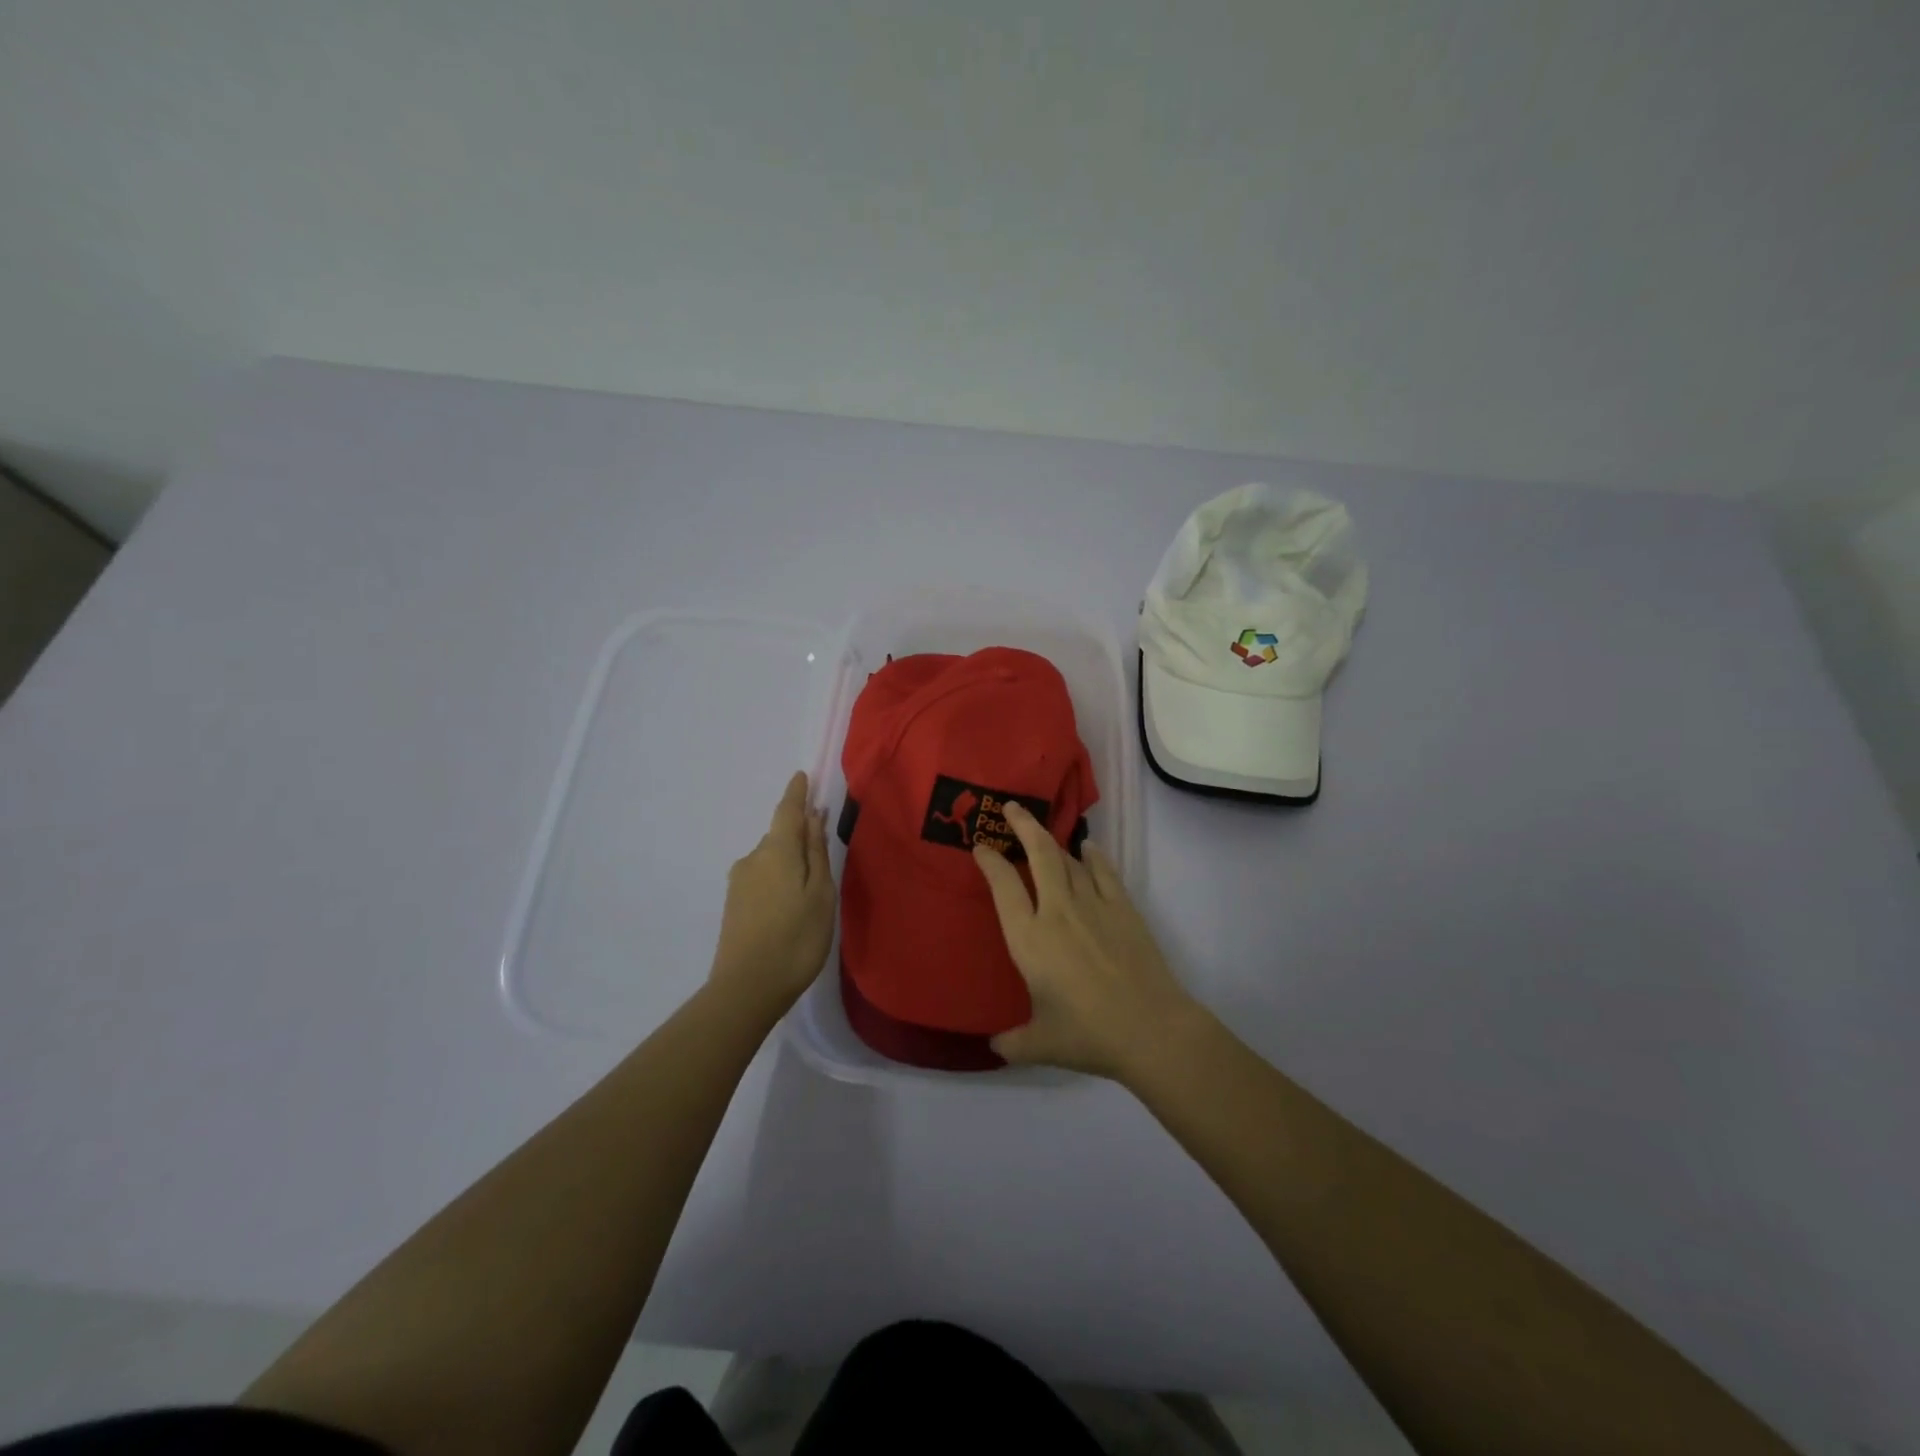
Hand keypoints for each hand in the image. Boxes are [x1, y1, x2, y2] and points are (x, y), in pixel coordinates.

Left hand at [708, 771, 835, 1020]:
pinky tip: (789, 906)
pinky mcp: (733, 904)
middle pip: (780, 837)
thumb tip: (813, 816)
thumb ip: (816, 852)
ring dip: (789, 863)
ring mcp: (739, 882)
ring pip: (771, 859)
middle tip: (822, 851)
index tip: (802, 776)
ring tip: (810, 890)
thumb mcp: (820, 894)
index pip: (788, 811)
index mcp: (777, 851)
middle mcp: (753, 858)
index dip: (797, 793)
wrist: (746, 988)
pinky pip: (762, 878)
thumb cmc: (796, 938)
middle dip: (799, 836)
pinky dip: (778, 880)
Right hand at [972, 800, 1198, 1079]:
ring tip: (1041, 830)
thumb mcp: (1039, 1044)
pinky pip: (1104, 872)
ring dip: (1052, 841)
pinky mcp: (1123, 908)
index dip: (989, 862)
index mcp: (1030, 939)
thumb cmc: (1088, 1035)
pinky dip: (1093, 856)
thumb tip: (993, 1047)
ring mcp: (1093, 905)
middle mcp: (1058, 912)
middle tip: (1011, 807)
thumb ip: (1011, 1042)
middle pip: (1038, 854)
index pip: (1003, 887)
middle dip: (1022, 825)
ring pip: (1068, 860)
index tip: (980, 847)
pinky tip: (1088, 847)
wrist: (1150, 1029)